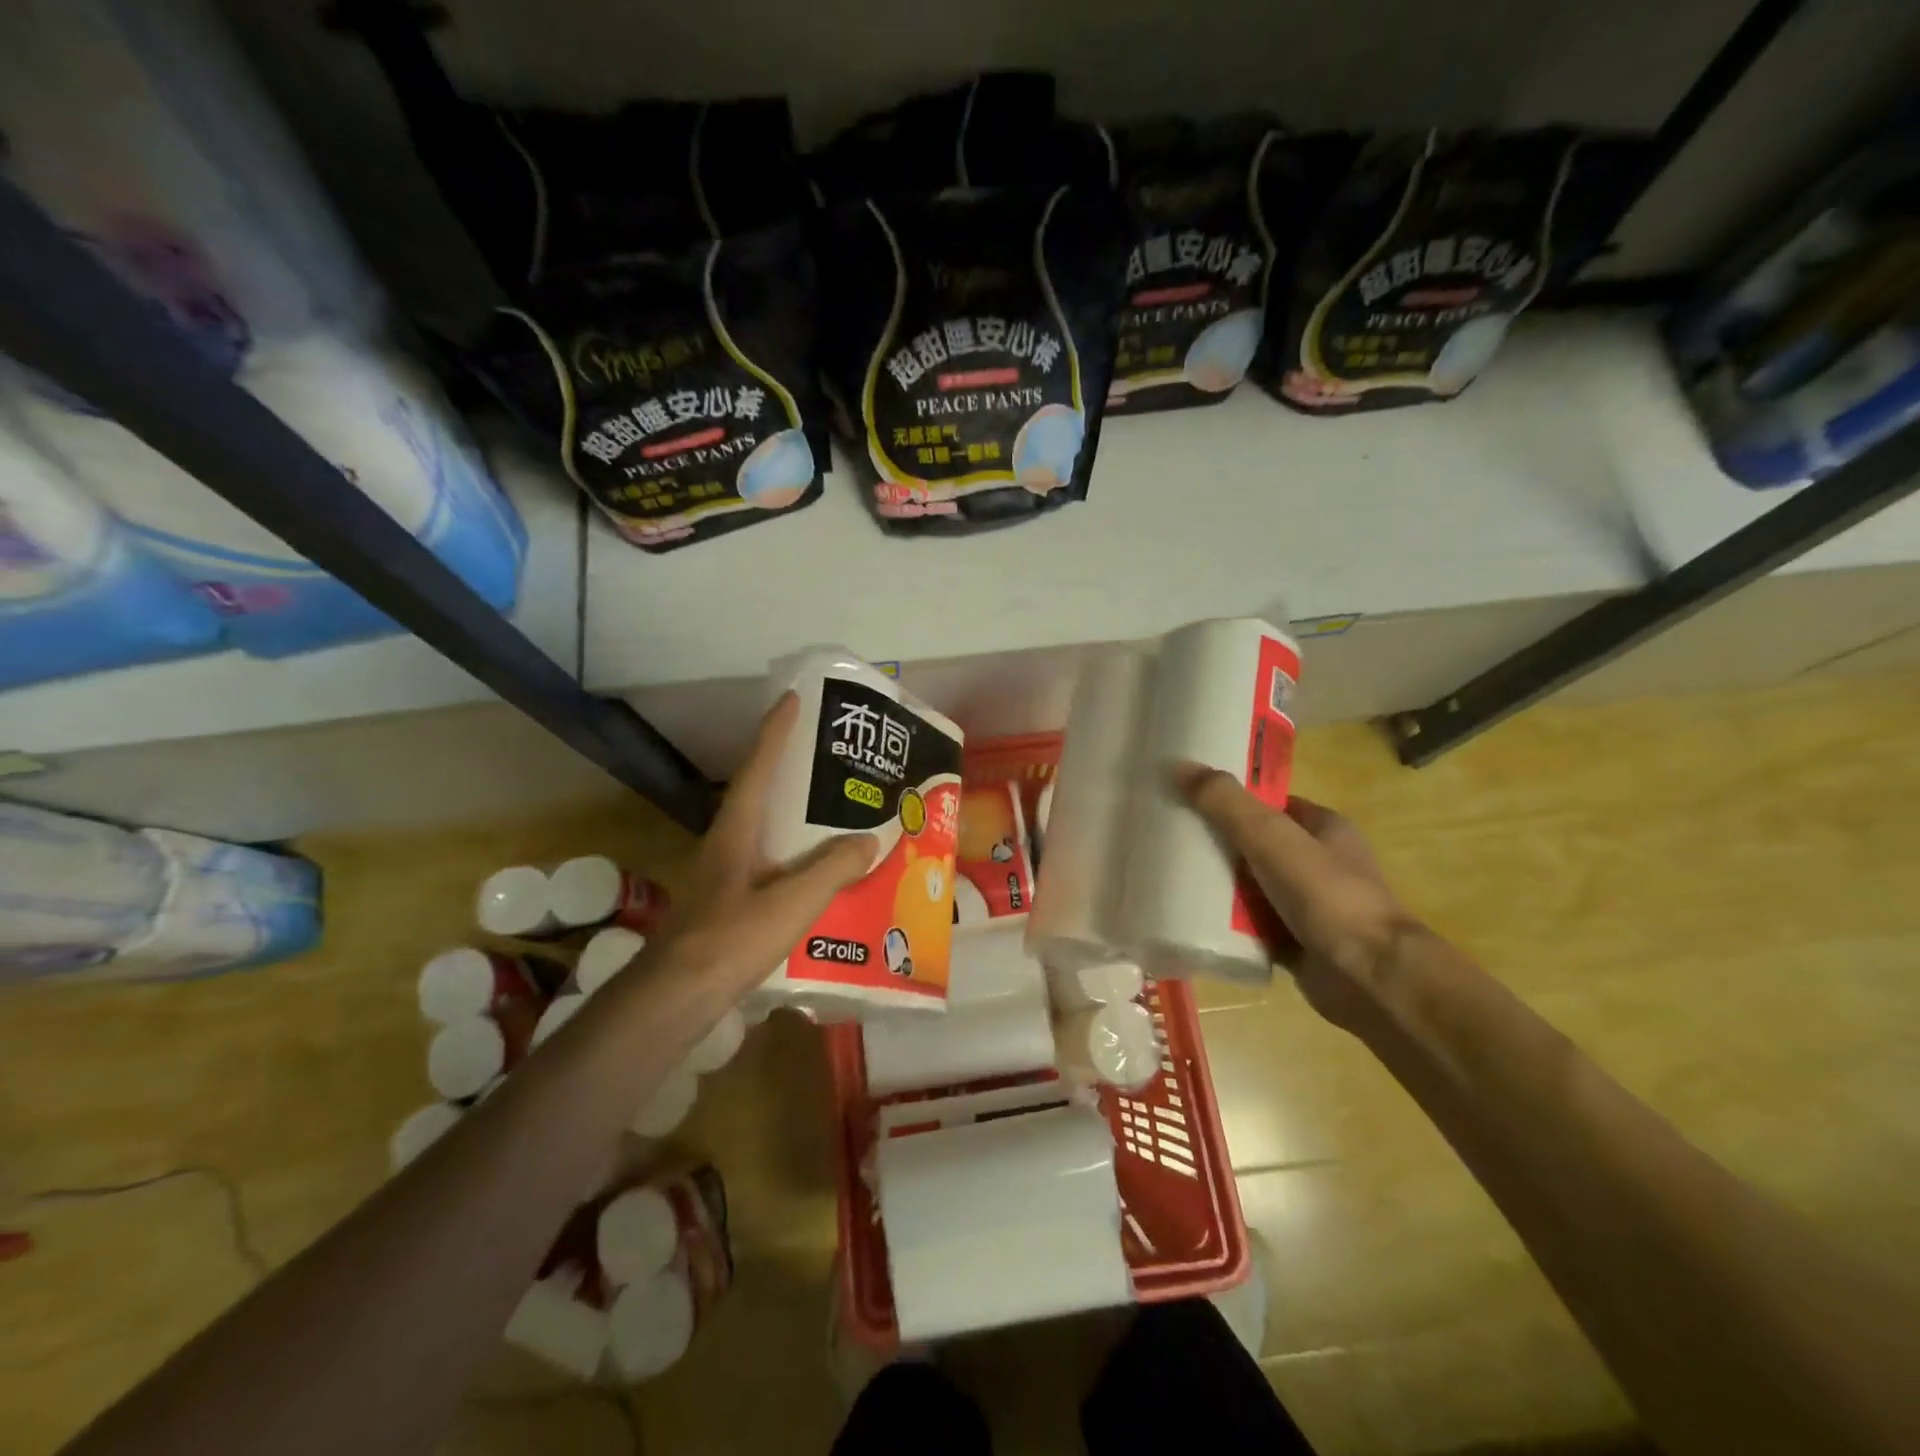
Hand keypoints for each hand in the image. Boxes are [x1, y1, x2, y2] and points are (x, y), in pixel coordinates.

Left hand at [651, 693, 877, 999]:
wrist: (675, 998)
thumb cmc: (730, 941)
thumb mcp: (790, 903)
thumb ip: (832, 869)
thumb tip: (869, 839)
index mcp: (737, 830)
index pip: (758, 767)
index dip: (775, 731)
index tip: (792, 699)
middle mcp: (729, 843)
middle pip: (763, 793)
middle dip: (794, 770)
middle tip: (834, 758)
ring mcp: (727, 874)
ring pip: (769, 831)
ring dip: (799, 817)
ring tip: (841, 811)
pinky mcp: (731, 902)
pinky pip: (773, 864)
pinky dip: (799, 857)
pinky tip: (824, 874)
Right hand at [1176, 765, 1414, 1028]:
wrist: (1370, 978)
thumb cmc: (1326, 895)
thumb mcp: (1271, 837)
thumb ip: (1226, 803)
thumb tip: (1179, 766)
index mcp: (1323, 828)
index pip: (1269, 803)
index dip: (1230, 800)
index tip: (1187, 800)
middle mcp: (1318, 863)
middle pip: (1255, 845)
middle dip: (1217, 845)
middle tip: (1169, 842)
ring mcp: (1307, 905)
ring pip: (1250, 887)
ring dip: (1218, 888)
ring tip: (1170, 879)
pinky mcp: (1295, 942)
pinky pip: (1250, 926)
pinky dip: (1227, 925)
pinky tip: (1192, 920)